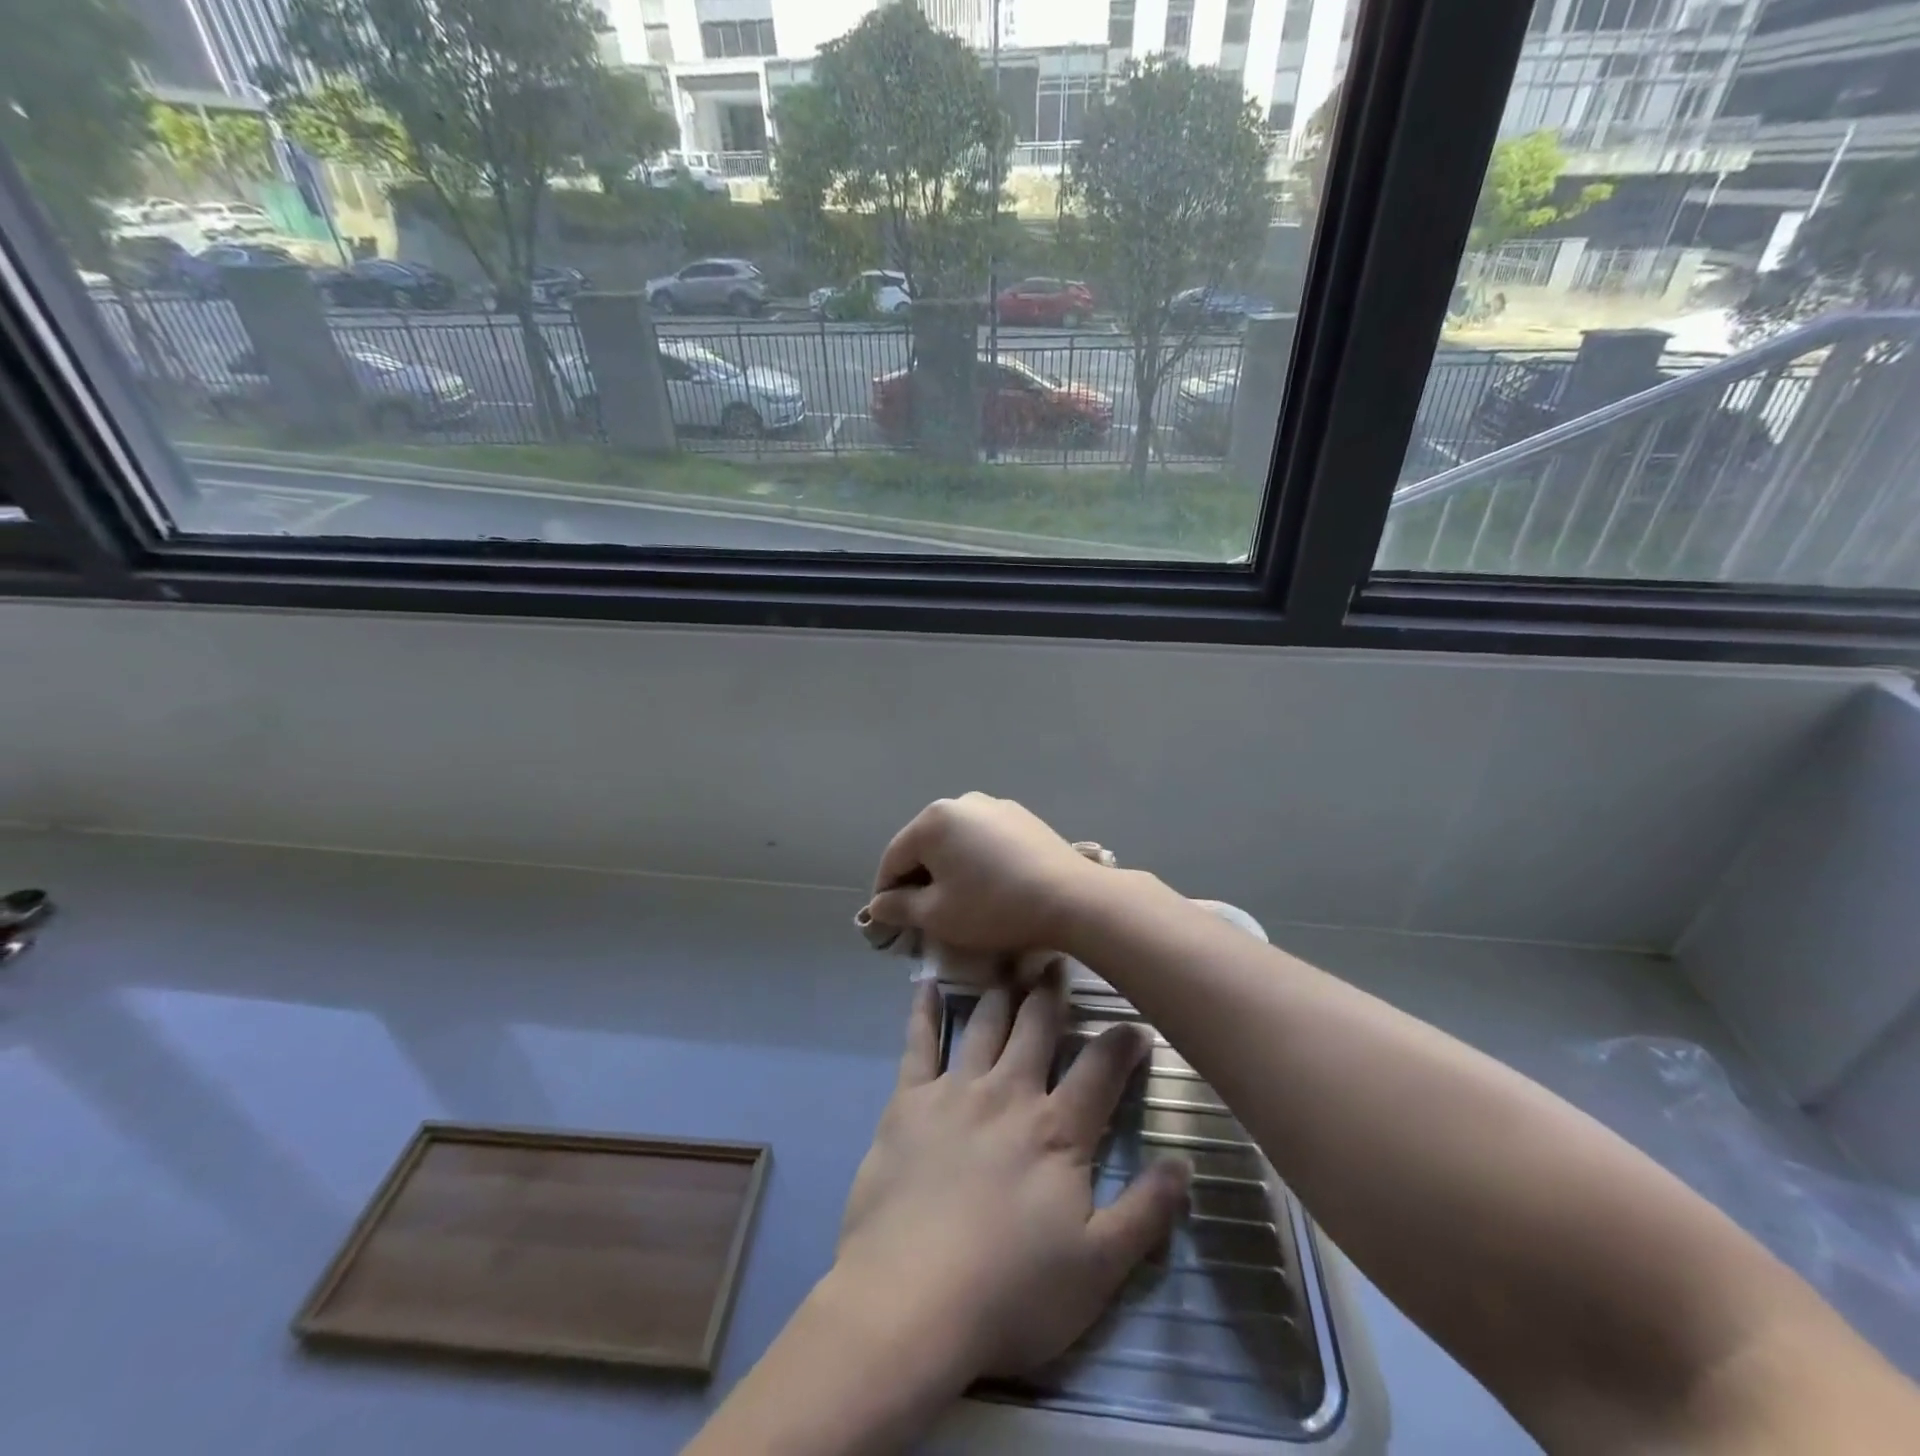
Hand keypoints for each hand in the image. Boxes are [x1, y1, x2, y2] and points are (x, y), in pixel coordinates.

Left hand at [831, 973, 1190, 1380]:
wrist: (910, 1301)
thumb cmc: (1011, 1294)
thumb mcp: (1098, 1270)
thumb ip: (1145, 1213)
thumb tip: (1184, 1164)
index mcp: (1057, 1131)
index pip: (1100, 1069)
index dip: (1122, 1042)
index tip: (1136, 1024)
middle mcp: (1009, 1093)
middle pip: (1037, 1028)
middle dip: (1053, 993)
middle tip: (1058, 961)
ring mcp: (955, 1091)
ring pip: (985, 1024)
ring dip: (1001, 992)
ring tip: (1009, 962)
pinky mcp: (908, 1101)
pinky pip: (917, 1042)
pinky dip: (923, 1010)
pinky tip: (926, 984)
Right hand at [864, 794, 1110, 953]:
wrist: (1070, 898)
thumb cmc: (993, 907)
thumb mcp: (938, 915)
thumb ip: (900, 907)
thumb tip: (879, 904)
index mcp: (933, 820)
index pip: (894, 858)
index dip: (885, 892)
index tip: (887, 922)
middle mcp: (961, 802)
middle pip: (925, 845)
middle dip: (918, 878)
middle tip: (921, 915)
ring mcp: (995, 806)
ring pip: (956, 841)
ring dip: (948, 868)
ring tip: (957, 901)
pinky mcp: (1022, 817)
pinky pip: (984, 839)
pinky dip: (976, 860)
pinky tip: (989, 885)